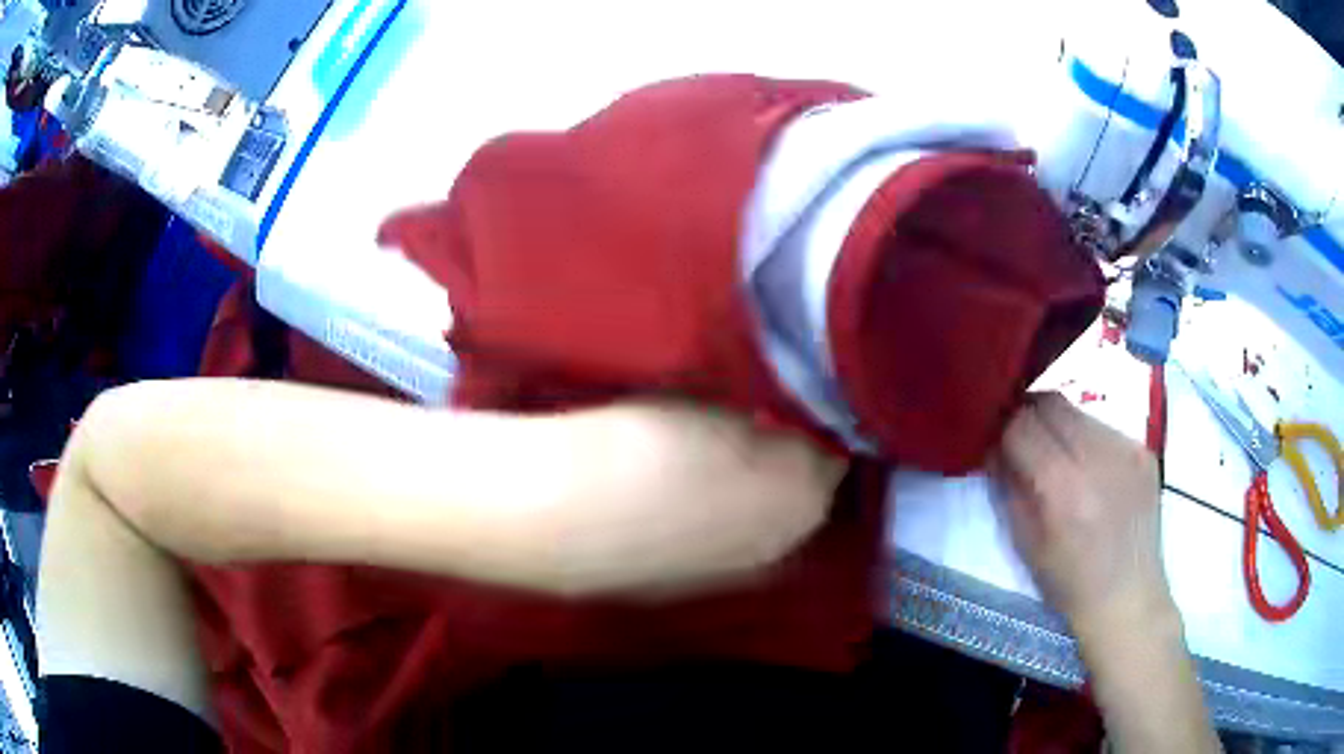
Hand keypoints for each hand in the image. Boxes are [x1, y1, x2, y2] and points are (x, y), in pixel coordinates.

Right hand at [992, 392, 1173, 634]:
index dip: (1002, 428)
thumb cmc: (1070, 584)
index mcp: (1063, 487)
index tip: (995, 440)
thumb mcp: (1026, 543)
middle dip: (1028, 415)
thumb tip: (993, 447)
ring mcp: (1127, 449)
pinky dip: (1087, 440)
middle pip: (1051, 402)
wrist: (1128, 598)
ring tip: (1060, 458)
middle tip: (1022, 439)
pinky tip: (1091, 471)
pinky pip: (1104, 428)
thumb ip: (1008, 487)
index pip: (1021, 425)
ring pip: (1078, 411)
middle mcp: (1098, 456)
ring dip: (1059, 426)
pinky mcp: (1144, 450)